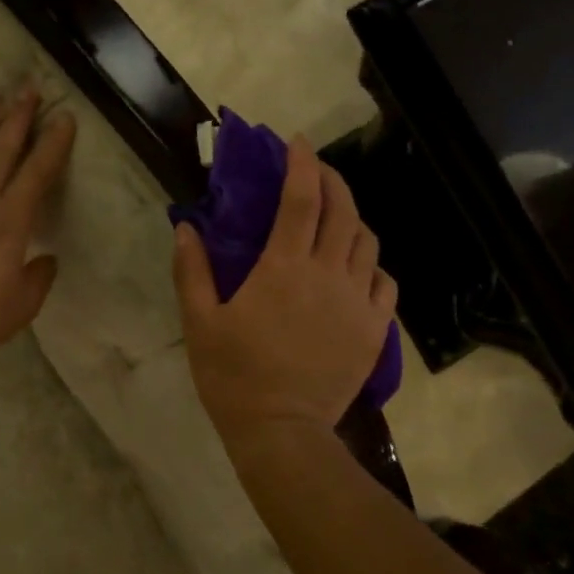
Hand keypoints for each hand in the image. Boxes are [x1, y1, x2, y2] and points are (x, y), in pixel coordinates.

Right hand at [173, 137, 396, 450]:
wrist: (281, 431)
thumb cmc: (233, 377)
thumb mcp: (199, 323)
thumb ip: (192, 271)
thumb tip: (187, 227)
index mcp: (283, 267)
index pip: (301, 199)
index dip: (301, 163)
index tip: (295, 143)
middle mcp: (328, 274)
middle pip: (344, 211)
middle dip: (333, 181)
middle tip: (316, 173)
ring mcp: (358, 301)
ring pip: (368, 243)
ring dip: (353, 220)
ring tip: (336, 220)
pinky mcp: (374, 329)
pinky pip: (386, 283)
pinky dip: (372, 266)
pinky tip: (358, 270)